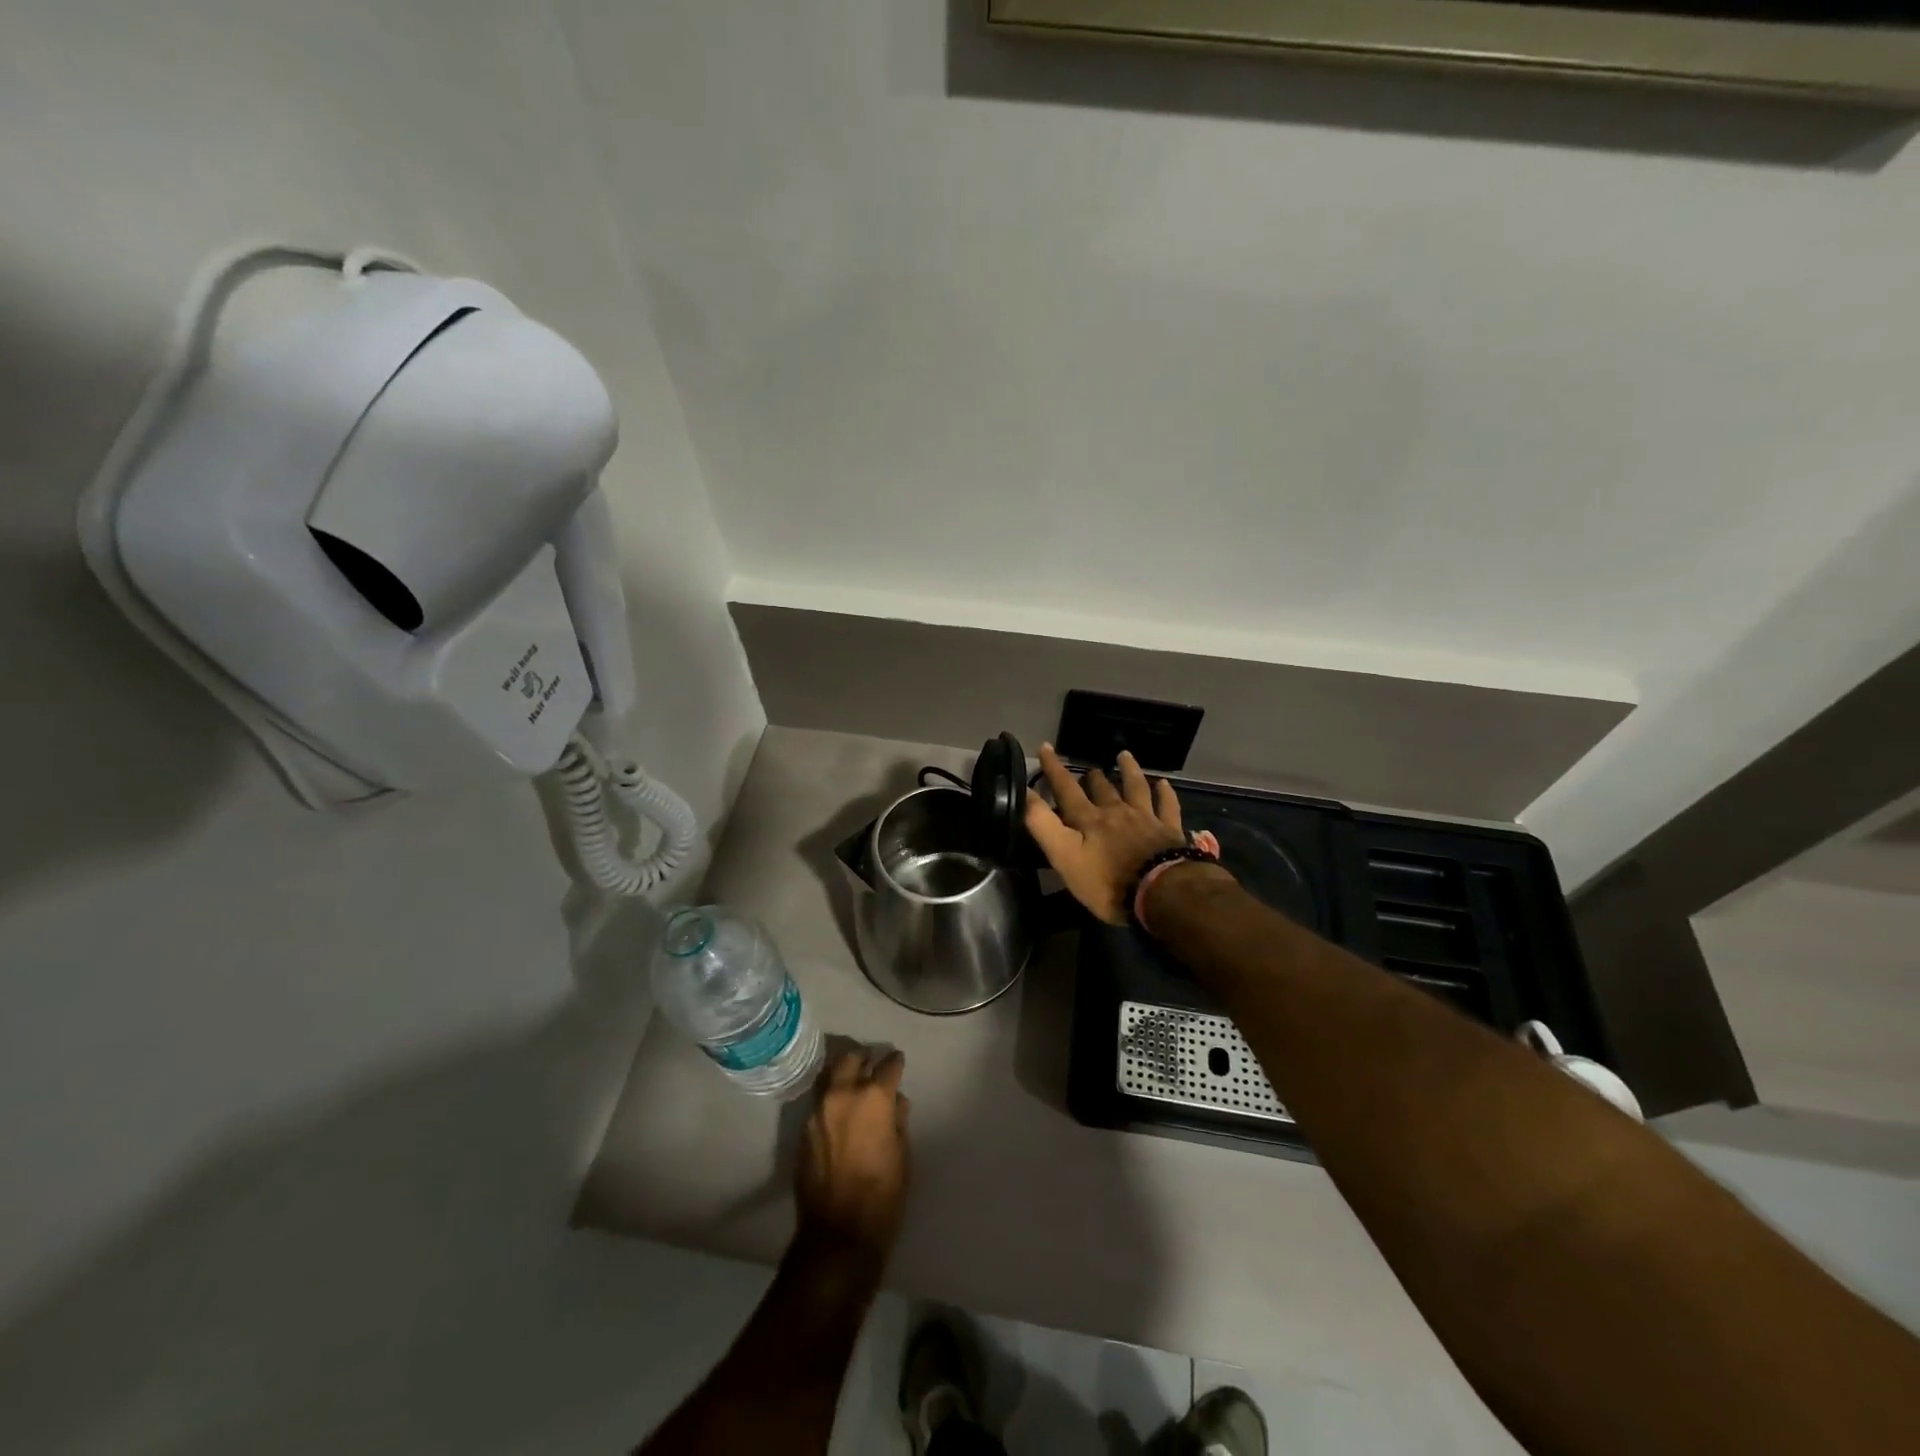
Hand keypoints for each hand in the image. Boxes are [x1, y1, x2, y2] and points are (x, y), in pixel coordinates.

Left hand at [795, 1049, 910, 1255]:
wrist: (838, 1233)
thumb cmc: (883, 1194)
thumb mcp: (903, 1154)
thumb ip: (898, 1119)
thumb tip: (895, 1101)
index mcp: (872, 1097)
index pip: (888, 1065)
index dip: (895, 1062)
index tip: (898, 1062)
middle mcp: (842, 1094)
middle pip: (851, 1059)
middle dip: (864, 1058)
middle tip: (872, 1065)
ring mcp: (818, 1110)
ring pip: (829, 1076)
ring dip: (843, 1073)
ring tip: (853, 1082)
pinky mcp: (803, 1129)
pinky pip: (819, 1102)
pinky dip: (830, 1098)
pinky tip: (839, 1111)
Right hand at [1025, 744, 1190, 924]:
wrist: (1160, 892)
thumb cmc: (1107, 882)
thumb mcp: (1064, 856)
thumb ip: (1043, 824)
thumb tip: (1023, 792)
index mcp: (1089, 820)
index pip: (1066, 789)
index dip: (1054, 769)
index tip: (1046, 747)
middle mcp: (1116, 812)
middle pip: (1103, 789)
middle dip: (1093, 777)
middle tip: (1089, 768)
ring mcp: (1146, 819)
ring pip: (1136, 788)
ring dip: (1129, 771)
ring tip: (1124, 756)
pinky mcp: (1169, 831)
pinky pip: (1167, 806)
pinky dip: (1165, 793)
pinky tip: (1164, 784)